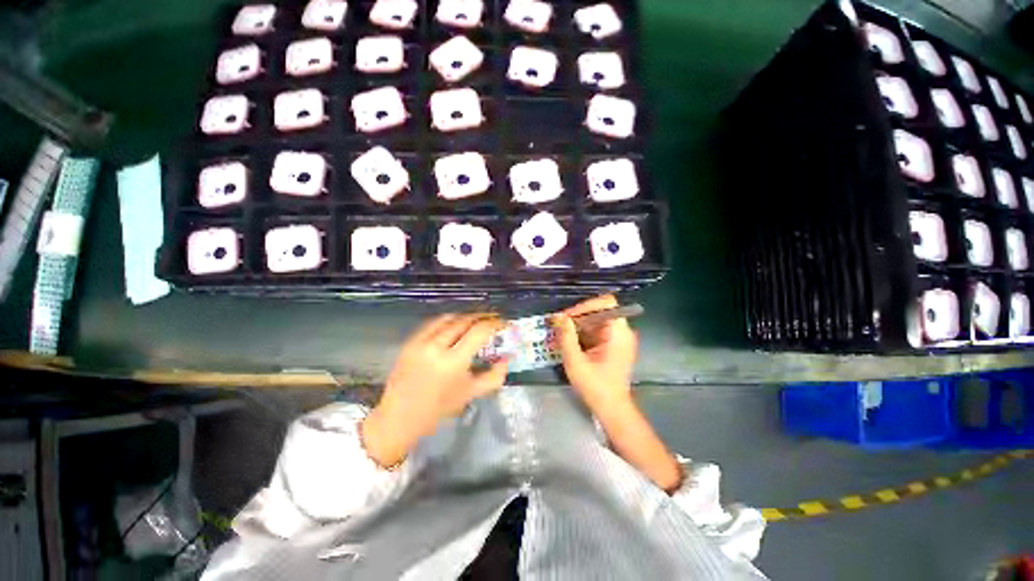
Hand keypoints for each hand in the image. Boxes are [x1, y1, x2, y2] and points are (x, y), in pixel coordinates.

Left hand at [362, 314, 508, 467]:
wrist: (400, 417)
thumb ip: (495, 375)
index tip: (504, 323)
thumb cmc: (439, 409)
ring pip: (449, 318)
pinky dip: (448, 320)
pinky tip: (456, 324)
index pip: (479, 332)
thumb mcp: (471, 393)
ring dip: (466, 316)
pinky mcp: (410, 341)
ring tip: (477, 320)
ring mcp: (420, 342)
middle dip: (482, 316)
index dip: (495, 323)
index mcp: (453, 362)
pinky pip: (433, 323)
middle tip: (493, 319)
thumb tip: (508, 357)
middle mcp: (436, 346)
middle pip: (464, 320)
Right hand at [554, 295, 637, 412]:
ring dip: (579, 325)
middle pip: (600, 311)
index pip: (606, 303)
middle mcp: (622, 332)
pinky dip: (583, 333)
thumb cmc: (595, 386)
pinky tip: (570, 342)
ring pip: (597, 321)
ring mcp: (619, 339)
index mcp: (619, 333)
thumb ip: (567, 336)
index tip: (568, 317)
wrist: (612, 409)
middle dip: (578, 316)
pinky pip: (597, 331)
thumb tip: (559, 317)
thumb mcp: (575, 361)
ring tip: (561, 333)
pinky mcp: (614, 345)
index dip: (586, 305)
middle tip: (560, 325)